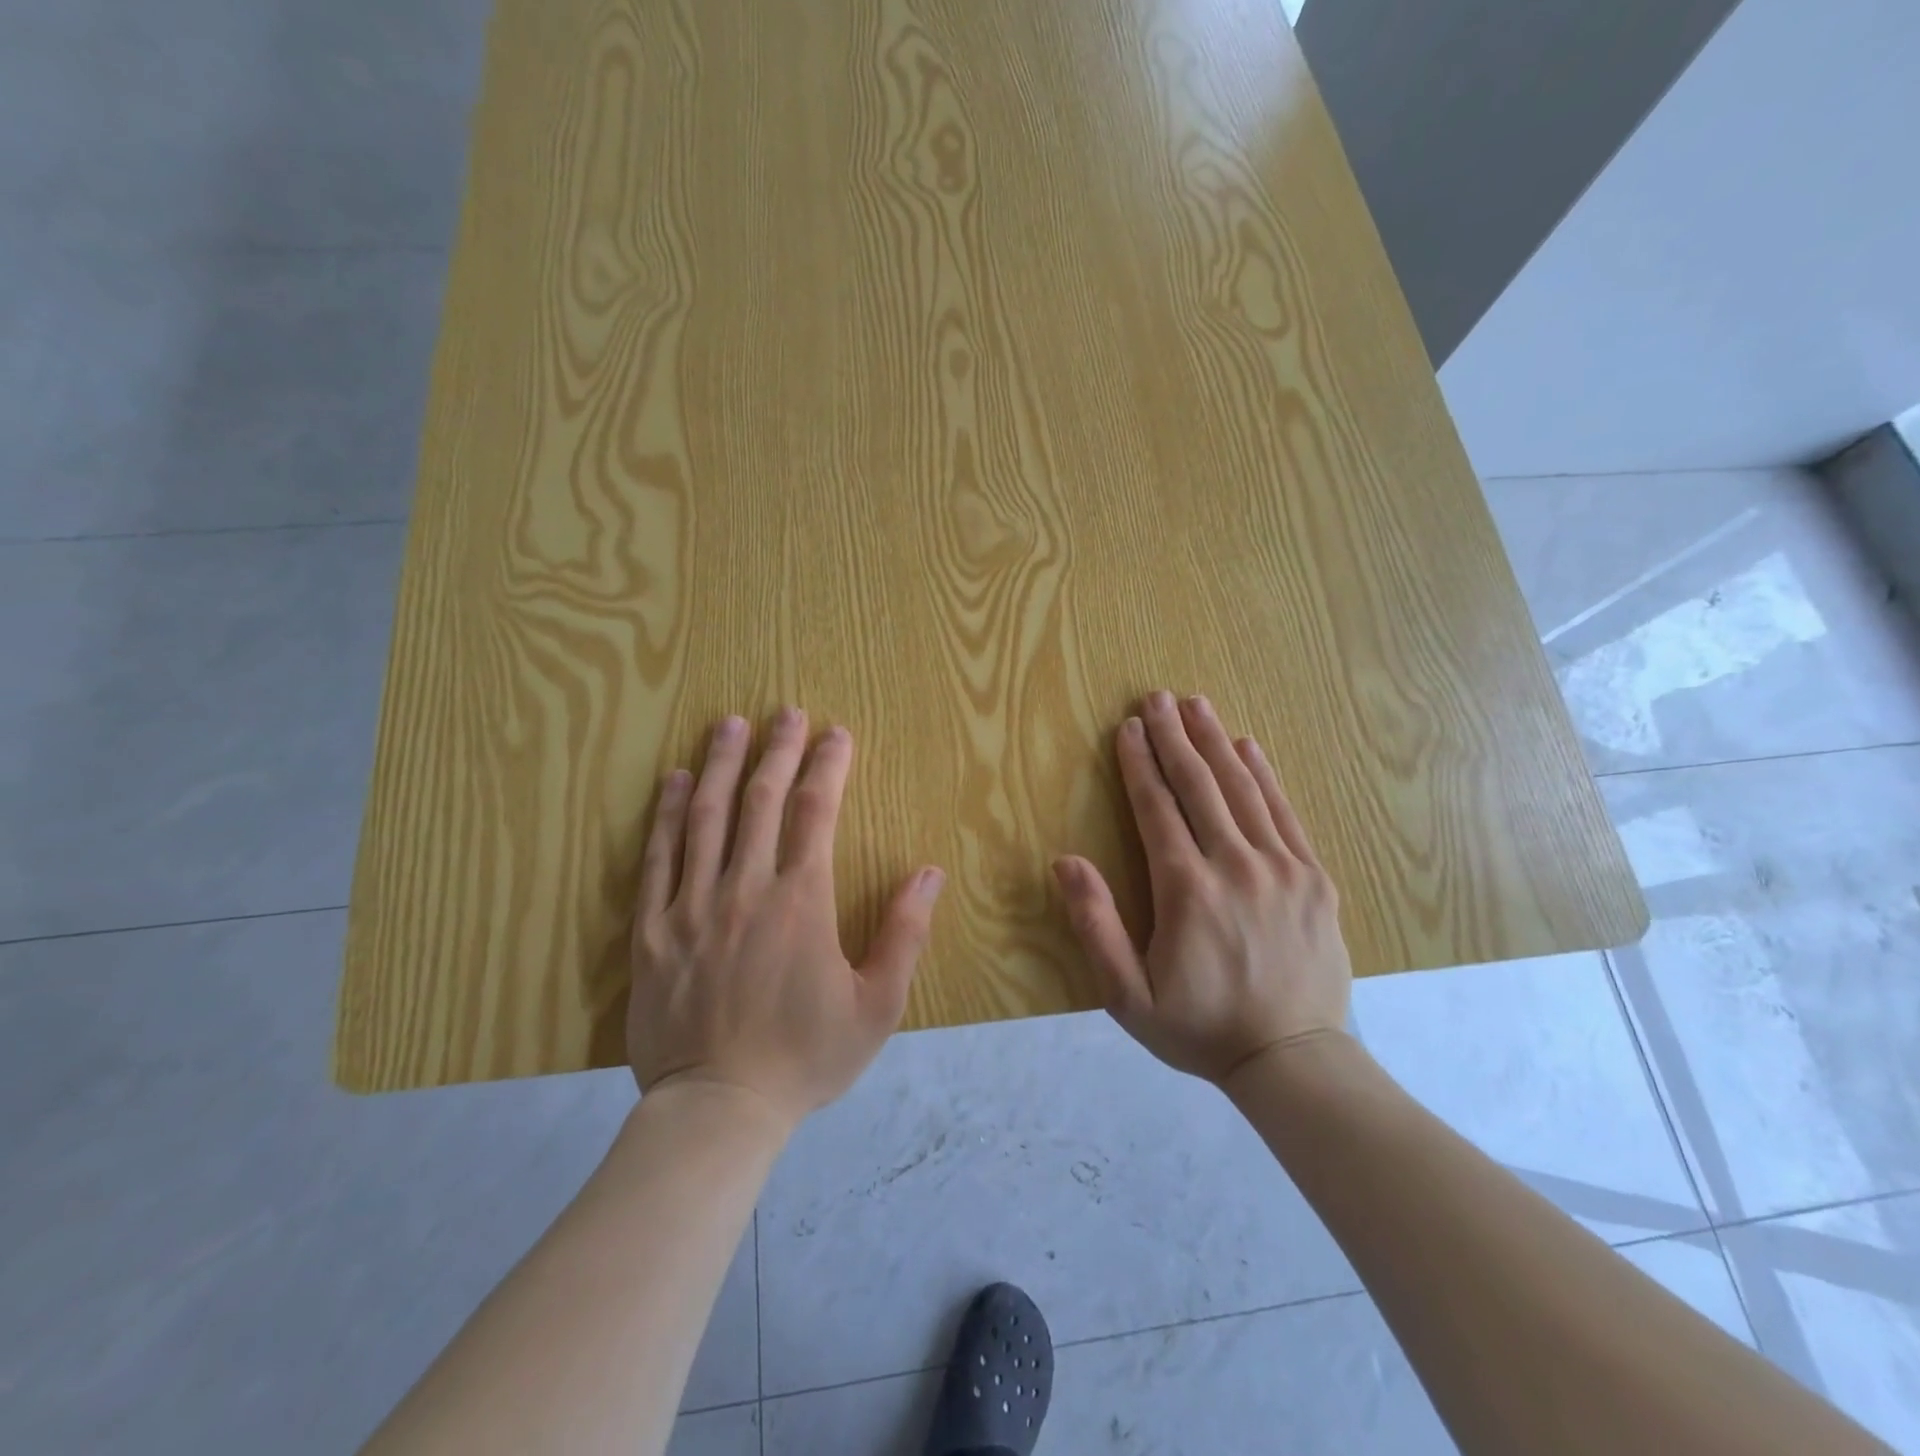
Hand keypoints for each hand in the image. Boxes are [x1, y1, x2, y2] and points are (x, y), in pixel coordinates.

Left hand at [628, 708, 944, 1128]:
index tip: (836, 733)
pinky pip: (658, 858)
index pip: (815, 812)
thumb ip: (904, 934)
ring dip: (719, 765)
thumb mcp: (876, 1006)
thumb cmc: (805, 1057)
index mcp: (801, 901)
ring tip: (729, 725)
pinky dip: (665, 814)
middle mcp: (745, 888)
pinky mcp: (653, 929)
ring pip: (704, 817)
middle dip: (777, 750)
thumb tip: (929, 871)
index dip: (828, 766)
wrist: (718, 1110)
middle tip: (786, 711)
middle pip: (760, 800)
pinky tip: (672, 781)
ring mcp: (692, 905)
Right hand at [1053, 690, 1351, 1083]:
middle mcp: (1236, 866)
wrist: (1295, 1060)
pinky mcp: (1314, 878)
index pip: (1157, 808)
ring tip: (1196, 705)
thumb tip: (1066, 861)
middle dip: (1174, 736)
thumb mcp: (1128, 995)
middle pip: (1199, 785)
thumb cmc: (1200, 1028)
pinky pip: (1285, 813)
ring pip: (1243, 789)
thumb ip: (1096, 926)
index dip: (1139, 764)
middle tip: (1156, 697)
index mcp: (1188, 890)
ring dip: (1216, 742)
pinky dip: (1264, 775)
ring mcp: (1283, 868)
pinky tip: (1249, 746)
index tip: (1127, 727)